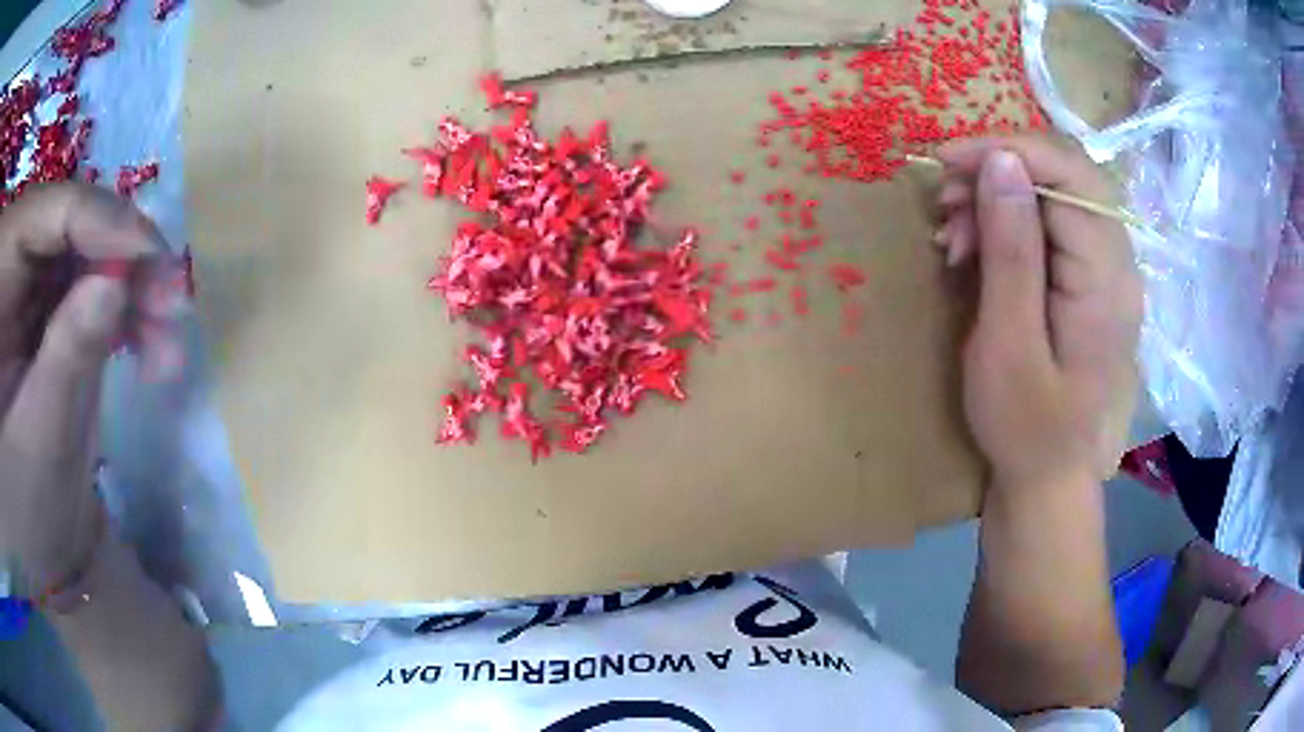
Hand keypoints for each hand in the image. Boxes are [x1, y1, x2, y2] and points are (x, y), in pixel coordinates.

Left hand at [0, 184, 176, 588]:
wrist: (28, 540)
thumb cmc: (25, 514)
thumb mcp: (41, 445)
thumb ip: (68, 357)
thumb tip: (115, 282)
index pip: (46, 213)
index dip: (100, 223)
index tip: (154, 259)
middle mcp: (8, 264)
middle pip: (68, 222)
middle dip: (122, 257)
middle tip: (171, 306)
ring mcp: (22, 280)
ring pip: (84, 248)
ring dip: (129, 287)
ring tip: (165, 343)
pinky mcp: (39, 300)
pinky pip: (85, 280)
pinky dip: (120, 307)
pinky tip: (147, 342)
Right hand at [934, 135, 1141, 492]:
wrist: (1049, 480)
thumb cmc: (1026, 428)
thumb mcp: (1008, 343)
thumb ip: (1011, 251)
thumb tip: (1001, 161)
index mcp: (1107, 280)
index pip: (1068, 175)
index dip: (1007, 151)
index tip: (947, 162)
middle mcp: (1119, 263)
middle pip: (1065, 177)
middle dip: (999, 174)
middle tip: (947, 204)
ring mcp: (1109, 271)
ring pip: (1056, 196)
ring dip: (1000, 199)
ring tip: (954, 235)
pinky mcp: (1093, 281)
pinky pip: (1054, 226)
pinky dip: (1010, 224)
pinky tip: (977, 249)